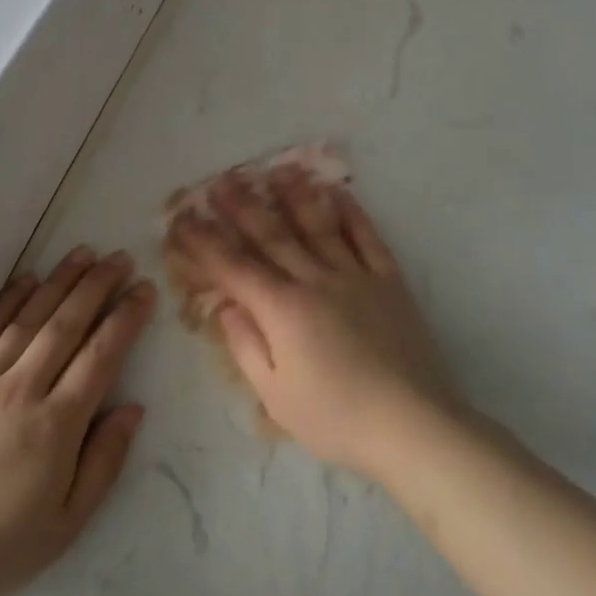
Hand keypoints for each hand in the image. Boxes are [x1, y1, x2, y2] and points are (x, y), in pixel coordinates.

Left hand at [0, 248, 154, 595]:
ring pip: (28, 318)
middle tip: (120, 257)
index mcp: (55, 426)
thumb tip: (133, 408)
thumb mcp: (65, 526)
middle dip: (98, 286)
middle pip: (67, 324)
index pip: (101, 356)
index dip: (125, 318)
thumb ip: (103, 463)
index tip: (144, 289)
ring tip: (83, 253)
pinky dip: (7, 301)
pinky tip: (26, 279)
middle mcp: (21, 390)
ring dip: (59, 281)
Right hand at [164, 167, 461, 480]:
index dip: (204, 243)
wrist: (413, 425)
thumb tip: (225, 306)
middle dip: (242, 207)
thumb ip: (246, 346)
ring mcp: (355, 275)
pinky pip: (367, 237)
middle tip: (222, 180)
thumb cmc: (336, 418)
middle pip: (272, 235)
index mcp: (282, 310)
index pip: (234, 267)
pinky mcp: (388, 281)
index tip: (183, 221)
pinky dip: (352, 212)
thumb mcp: (276, 396)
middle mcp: (315, 280)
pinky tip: (338, 191)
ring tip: (276, 169)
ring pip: (318, 225)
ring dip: (294, 195)